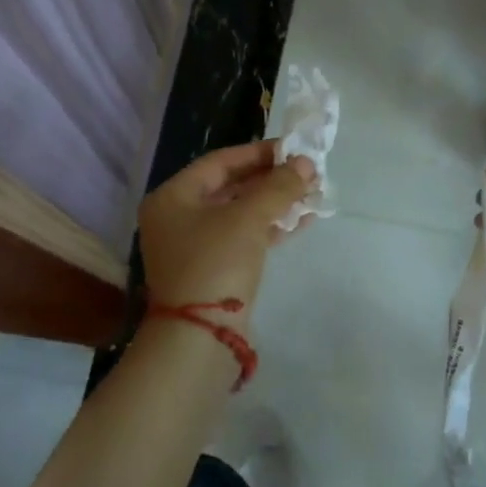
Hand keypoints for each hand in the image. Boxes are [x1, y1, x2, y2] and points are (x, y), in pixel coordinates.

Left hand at [139, 141, 313, 313]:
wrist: (200, 338)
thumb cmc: (216, 263)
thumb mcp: (248, 218)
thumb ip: (278, 186)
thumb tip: (306, 163)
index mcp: (173, 197)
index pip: (220, 162)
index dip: (259, 152)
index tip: (294, 149)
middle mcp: (178, 218)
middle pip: (231, 187)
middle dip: (272, 179)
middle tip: (308, 173)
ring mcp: (195, 247)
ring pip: (241, 213)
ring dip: (276, 203)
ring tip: (312, 194)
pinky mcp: (214, 270)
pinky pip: (244, 237)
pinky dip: (271, 227)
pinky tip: (302, 221)